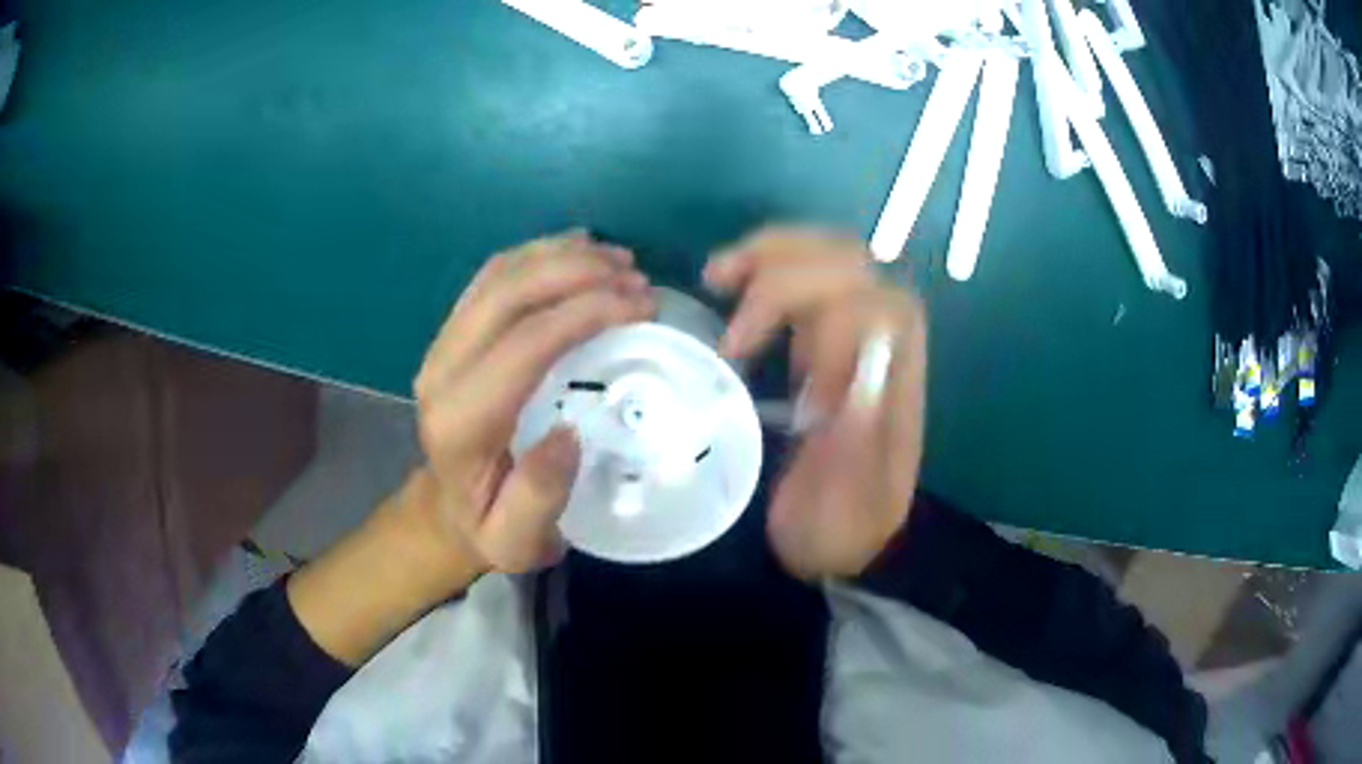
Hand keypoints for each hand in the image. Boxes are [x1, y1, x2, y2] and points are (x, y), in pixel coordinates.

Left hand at [289, 231, 653, 666]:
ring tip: (620, 261)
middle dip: (578, 271)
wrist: (445, 511)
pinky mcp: (453, 332)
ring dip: (562, 256)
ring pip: (500, 275)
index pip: (522, 345)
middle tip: (638, 277)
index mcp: (458, 420)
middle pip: (507, 294)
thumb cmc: (488, 526)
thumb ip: (538, 496)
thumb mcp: (516, 541)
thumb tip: (568, 434)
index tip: (642, 304)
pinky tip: (580, 251)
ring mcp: (443, 344)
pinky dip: (539, 254)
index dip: (584, 312)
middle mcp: (442, 369)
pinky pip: (494, 276)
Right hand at [705, 227, 926, 578]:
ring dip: (771, 253)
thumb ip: (857, 442)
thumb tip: (861, 370)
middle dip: (781, 265)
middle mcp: (884, 344)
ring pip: (830, 258)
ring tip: (717, 275)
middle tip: (717, 289)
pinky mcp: (830, 339)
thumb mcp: (847, 504)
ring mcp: (856, 335)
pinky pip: (808, 280)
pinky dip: (767, 268)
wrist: (849, 544)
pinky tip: (733, 288)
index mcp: (895, 380)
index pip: (870, 305)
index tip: (757, 363)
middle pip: (851, 264)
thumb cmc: (842, 527)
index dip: (809, 312)